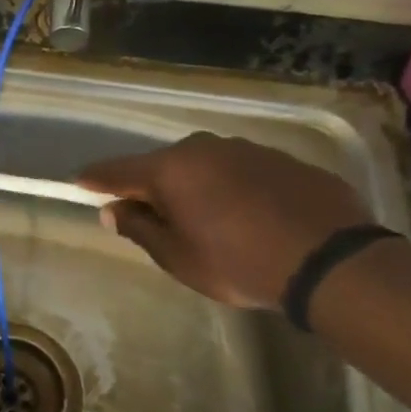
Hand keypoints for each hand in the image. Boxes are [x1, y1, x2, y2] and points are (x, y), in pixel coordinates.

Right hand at [78, 133, 372, 308]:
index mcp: (170, 170)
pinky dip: (232, 187)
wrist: (332, 261)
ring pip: (203, 164)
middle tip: (151, 215)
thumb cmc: (240, 263)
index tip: (78, 181)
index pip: (118, 171)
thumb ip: (140, 230)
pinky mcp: (282, 159)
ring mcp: (245, 149)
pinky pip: (240, 170)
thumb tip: (112, 211)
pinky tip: (247, 215)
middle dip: (152, 186)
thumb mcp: (179, 258)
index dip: (96, 179)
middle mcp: (203, 148)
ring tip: (205, 218)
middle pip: (162, 165)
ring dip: (194, 185)